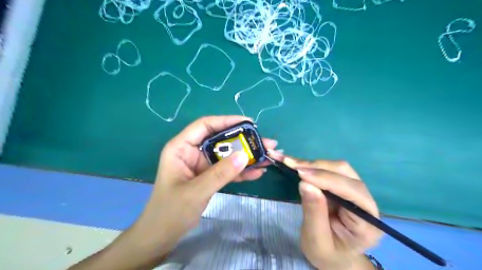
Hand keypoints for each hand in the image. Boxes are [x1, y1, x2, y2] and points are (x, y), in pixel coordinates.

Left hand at [133, 116, 276, 252]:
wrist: (162, 236)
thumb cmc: (170, 212)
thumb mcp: (195, 191)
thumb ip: (220, 173)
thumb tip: (244, 156)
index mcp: (181, 148)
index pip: (205, 126)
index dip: (227, 121)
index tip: (249, 123)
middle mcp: (193, 152)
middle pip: (221, 140)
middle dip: (244, 141)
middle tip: (266, 142)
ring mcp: (202, 165)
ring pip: (227, 155)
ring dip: (247, 157)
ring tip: (268, 157)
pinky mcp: (209, 177)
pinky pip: (227, 170)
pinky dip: (241, 171)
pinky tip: (257, 172)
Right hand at [272, 153, 382, 268]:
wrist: (333, 255)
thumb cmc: (327, 253)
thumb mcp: (317, 240)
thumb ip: (314, 213)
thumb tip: (305, 183)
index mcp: (367, 222)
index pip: (352, 192)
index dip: (327, 179)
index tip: (301, 174)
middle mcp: (366, 202)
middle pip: (346, 174)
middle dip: (317, 167)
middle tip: (291, 165)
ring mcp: (355, 192)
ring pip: (338, 168)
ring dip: (313, 164)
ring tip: (291, 164)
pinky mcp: (343, 186)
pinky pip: (328, 170)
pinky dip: (311, 166)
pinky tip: (296, 164)